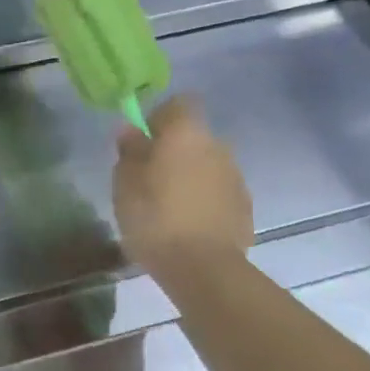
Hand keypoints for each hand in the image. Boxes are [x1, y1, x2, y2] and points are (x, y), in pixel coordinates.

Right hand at [113, 95, 253, 275]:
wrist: (202, 266)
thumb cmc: (154, 216)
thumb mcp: (125, 182)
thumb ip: (129, 151)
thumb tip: (131, 130)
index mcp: (186, 134)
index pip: (180, 104)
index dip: (160, 116)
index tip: (143, 139)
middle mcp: (217, 147)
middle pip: (194, 136)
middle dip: (173, 150)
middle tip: (148, 176)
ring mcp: (235, 177)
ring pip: (207, 164)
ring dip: (188, 175)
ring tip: (166, 204)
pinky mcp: (244, 206)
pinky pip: (217, 191)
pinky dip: (202, 199)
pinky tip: (185, 223)